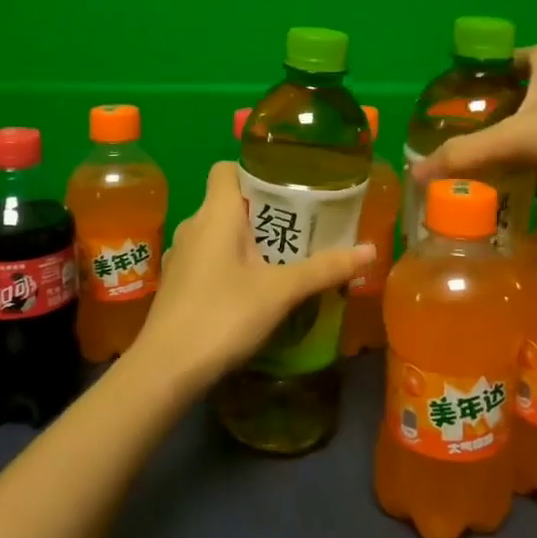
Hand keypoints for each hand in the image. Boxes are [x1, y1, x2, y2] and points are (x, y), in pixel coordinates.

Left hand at [129, 162, 374, 393]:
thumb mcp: (281, 291)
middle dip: (263, 211)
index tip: (286, 188)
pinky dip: (230, 264)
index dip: (254, 171)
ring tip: (282, 258)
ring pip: (218, 233)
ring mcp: (181, 256)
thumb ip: (324, 268)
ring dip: (247, 240)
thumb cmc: (223, 315)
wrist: (166, 369)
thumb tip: (370, 249)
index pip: (226, 168)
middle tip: (300, 227)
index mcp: (216, 213)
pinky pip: (208, 258)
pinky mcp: (177, 283)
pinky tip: (252, 290)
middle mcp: (193, 225)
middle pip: (228, 202)